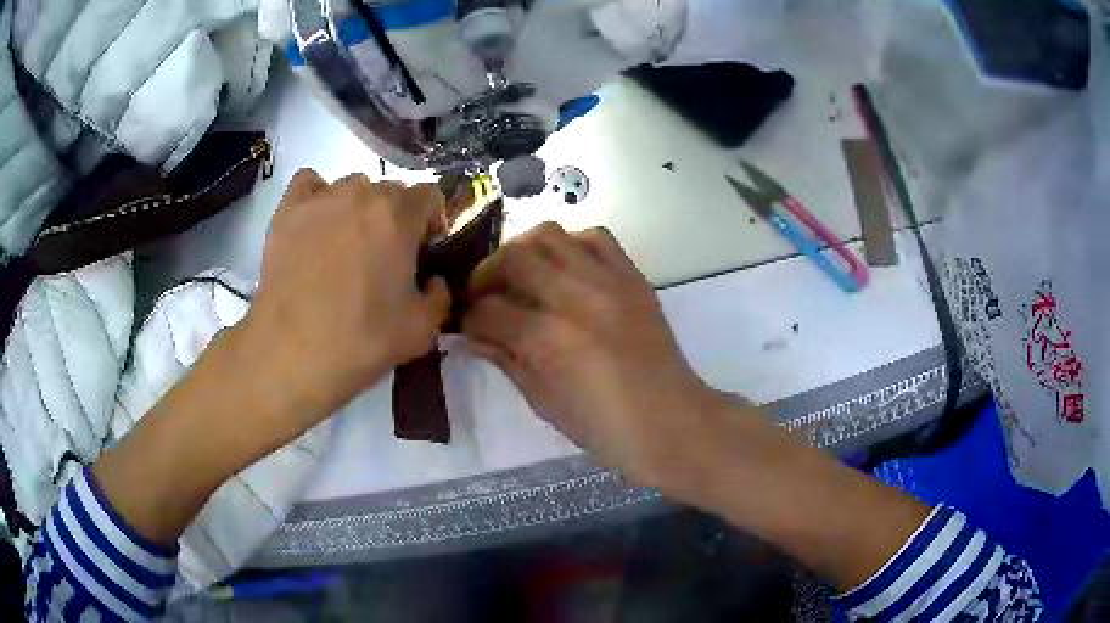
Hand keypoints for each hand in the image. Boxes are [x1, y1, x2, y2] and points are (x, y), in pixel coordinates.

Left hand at [241, 170, 450, 428]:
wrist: (292, 352)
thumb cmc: (361, 340)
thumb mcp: (423, 330)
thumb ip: (440, 296)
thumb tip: (434, 281)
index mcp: (399, 215)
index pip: (429, 195)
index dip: (432, 222)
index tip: (424, 251)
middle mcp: (362, 193)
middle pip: (390, 190)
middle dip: (395, 218)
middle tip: (384, 256)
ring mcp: (321, 198)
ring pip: (351, 187)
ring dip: (357, 208)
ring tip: (345, 244)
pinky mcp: (287, 210)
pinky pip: (309, 183)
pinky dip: (317, 196)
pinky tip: (315, 223)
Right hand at [462, 222, 725, 488]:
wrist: (672, 423)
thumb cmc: (606, 429)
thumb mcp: (545, 403)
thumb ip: (507, 360)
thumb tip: (473, 336)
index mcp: (551, 340)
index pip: (489, 310)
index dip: (469, 317)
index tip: (466, 323)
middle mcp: (577, 298)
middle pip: (514, 256)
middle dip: (487, 274)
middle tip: (484, 294)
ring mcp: (609, 282)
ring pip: (551, 234)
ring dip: (523, 250)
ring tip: (520, 275)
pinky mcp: (634, 277)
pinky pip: (596, 237)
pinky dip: (570, 245)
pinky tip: (563, 269)